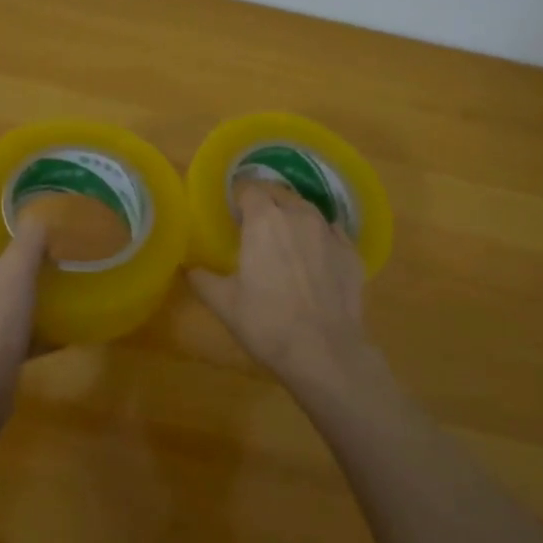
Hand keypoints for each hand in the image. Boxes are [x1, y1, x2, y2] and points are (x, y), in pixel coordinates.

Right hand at [189, 182, 376, 396]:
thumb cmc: (266, 323)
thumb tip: (190, 268)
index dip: (239, 200)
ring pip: (308, 211)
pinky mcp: (352, 252)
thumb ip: (203, 279)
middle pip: (279, 196)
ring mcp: (330, 232)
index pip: (249, 190)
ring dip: (294, 218)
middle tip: (256, 230)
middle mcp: (298, 215)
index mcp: (263, 220)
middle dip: (266, 206)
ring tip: (287, 241)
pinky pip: (333, 233)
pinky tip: (316, 257)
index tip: (233, 215)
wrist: (324, 352)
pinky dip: (321, 238)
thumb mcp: (224, 303)